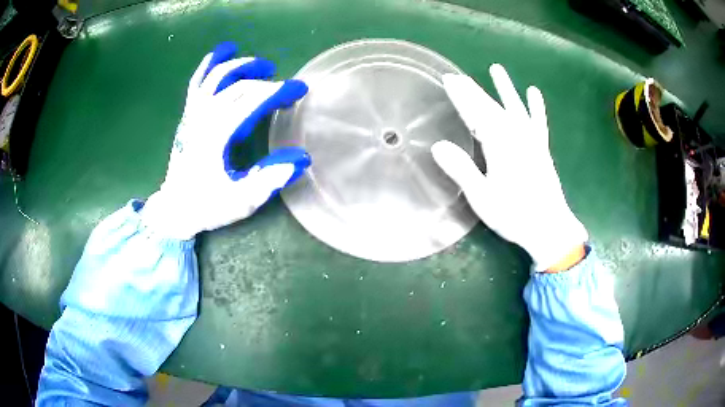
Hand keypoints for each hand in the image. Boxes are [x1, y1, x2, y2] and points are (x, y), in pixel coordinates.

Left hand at [142, 42, 310, 239]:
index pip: (251, 102)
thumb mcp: (241, 200)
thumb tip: (301, 158)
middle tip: (286, 88)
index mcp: (217, 136)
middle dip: (266, 81)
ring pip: (216, 77)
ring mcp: (192, 114)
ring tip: (261, 65)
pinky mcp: (187, 116)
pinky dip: (209, 65)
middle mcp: (203, 118)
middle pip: (238, 86)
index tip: (299, 90)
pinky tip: (222, 53)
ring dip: (241, 66)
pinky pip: (197, 82)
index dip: (278, 92)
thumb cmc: (207, 206)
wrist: (174, 210)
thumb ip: (269, 179)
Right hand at [431, 64, 586, 270]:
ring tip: (497, 69)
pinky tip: (534, 93)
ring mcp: (532, 141)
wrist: (550, 228)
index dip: (461, 97)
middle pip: (492, 107)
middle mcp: (516, 137)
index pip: (476, 114)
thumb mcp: (482, 197)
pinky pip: (538, 122)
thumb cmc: (514, 215)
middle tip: (458, 76)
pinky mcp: (542, 149)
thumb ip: (462, 170)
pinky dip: (536, 107)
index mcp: (499, 146)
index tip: (449, 80)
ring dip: (505, 89)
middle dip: (474, 91)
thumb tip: (438, 146)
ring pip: (515, 108)